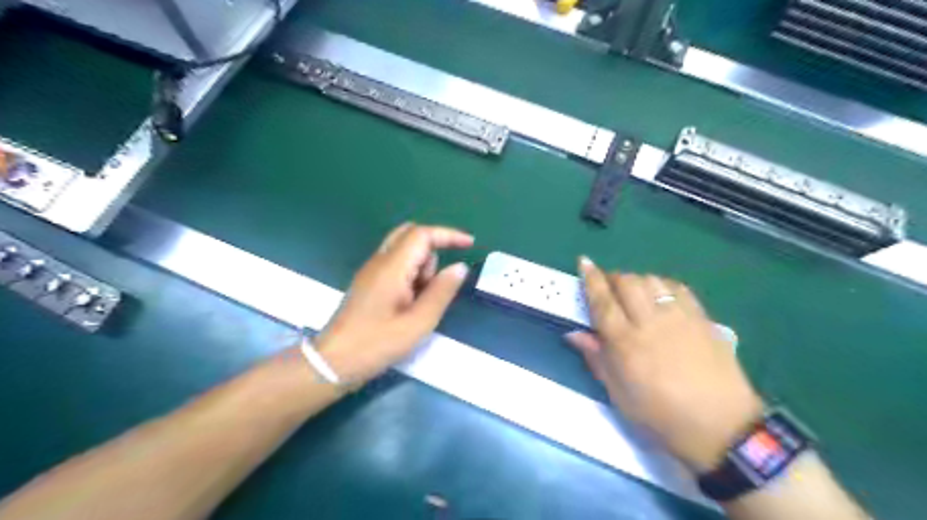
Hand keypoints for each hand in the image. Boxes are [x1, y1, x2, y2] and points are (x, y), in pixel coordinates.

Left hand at [316, 224, 472, 385]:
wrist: (334, 361)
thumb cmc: (377, 343)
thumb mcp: (419, 322)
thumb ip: (442, 291)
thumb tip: (460, 267)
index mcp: (392, 267)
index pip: (422, 234)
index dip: (448, 234)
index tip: (469, 244)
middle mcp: (379, 261)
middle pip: (410, 235)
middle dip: (433, 250)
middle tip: (437, 281)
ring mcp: (371, 270)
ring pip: (404, 250)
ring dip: (420, 267)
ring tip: (418, 303)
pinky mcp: (369, 281)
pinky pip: (396, 264)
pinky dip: (410, 275)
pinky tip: (408, 303)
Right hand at [569, 257, 763, 472]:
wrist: (721, 428)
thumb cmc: (660, 416)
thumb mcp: (619, 395)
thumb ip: (596, 358)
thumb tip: (574, 334)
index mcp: (626, 343)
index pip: (603, 301)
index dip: (591, 279)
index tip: (584, 262)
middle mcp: (651, 323)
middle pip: (627, 282)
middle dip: (613, 278)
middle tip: (608, 288)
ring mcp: (680, 318)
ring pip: (652, 280)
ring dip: (637, 280)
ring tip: (634, 293)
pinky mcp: (702, 319)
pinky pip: (678, 288)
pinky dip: (663, 285)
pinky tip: (660, 296)